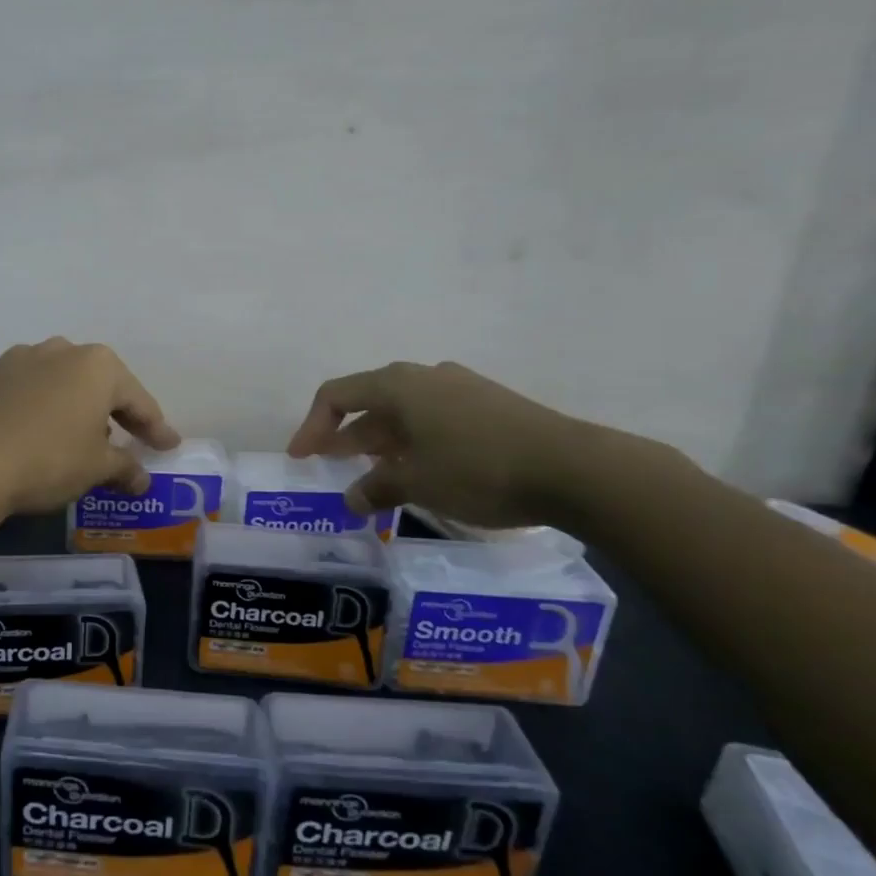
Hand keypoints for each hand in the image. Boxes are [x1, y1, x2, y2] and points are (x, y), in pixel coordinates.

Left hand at [0, 339, 180, 513]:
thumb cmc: (50, 459)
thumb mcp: (97, 468)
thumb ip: (125, 468)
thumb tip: (140, 479)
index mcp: (98, 366)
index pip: (137, 401)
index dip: (155, 427)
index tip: (168, 446)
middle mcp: (62, 350)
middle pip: (99, 384)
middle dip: (114, 411)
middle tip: (127, 439)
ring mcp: (22, 358)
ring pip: (62, 381)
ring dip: (75, 404)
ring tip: (78, 435)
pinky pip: (29, 388)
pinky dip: (41, 405)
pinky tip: (38, 428)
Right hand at [287, 361, 585, 527]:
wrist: (574, 468)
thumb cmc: (477, 468)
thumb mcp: (416, 483)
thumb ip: (376, 488)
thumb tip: (352, 499)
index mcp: (397, 385)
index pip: (336, 395)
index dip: (312, 427)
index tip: (301, 459)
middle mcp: (424, 376)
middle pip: (369, 401)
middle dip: (346, 436)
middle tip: (331, 467)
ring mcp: (460, 387)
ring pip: (404, 412)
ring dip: (381, 441)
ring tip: (374, 475)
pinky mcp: (489, 405)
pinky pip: (434, 418)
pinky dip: (414, 442)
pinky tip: (421, 470)